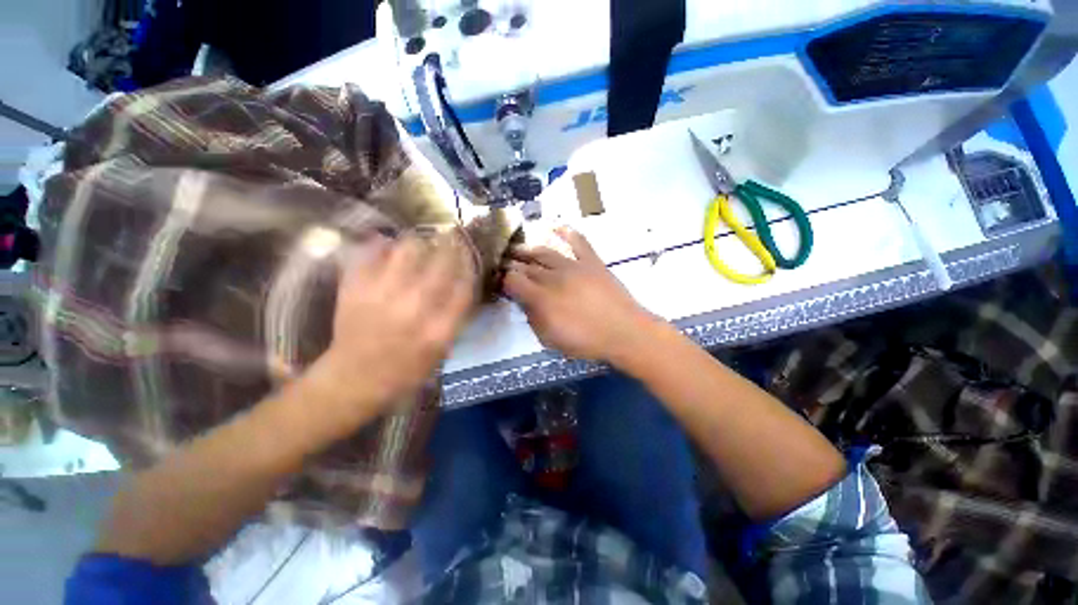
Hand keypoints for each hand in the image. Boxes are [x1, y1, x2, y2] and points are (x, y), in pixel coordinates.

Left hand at [312, 231, 476, 413]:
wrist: (355, 378)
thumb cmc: (406, 370)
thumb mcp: (443, 350)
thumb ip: (456, 316)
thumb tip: (465, 282)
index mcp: (439, 328)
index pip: (465, 285)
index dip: (470, 264)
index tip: (470, 254)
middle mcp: (414, 307)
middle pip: (441, 261)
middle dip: (452, 245)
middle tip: (452, 238)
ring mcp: (382, 294)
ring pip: (409, 249)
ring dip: (420, 243)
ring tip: (421, 244)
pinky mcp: (356, 287)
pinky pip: (371, 251)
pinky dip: (383, 245)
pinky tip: (389, 247)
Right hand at [504, 227, 661, 362]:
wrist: (624, 332)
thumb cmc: (586, 341)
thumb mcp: (551, 339)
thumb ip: (533, 318)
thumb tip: (524, 302)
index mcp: (541, 298)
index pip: (513, 280)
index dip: (504, 280)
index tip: (502, 283)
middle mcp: (553, 277)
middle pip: (526, 265)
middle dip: (512, 264)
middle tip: (505, 263)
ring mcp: (573, 266)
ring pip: (545, 252)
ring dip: (529, 250)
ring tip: (520, 249)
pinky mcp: (592, 261)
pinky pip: (578, 242)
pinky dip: (567, 233)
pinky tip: (557, 227)